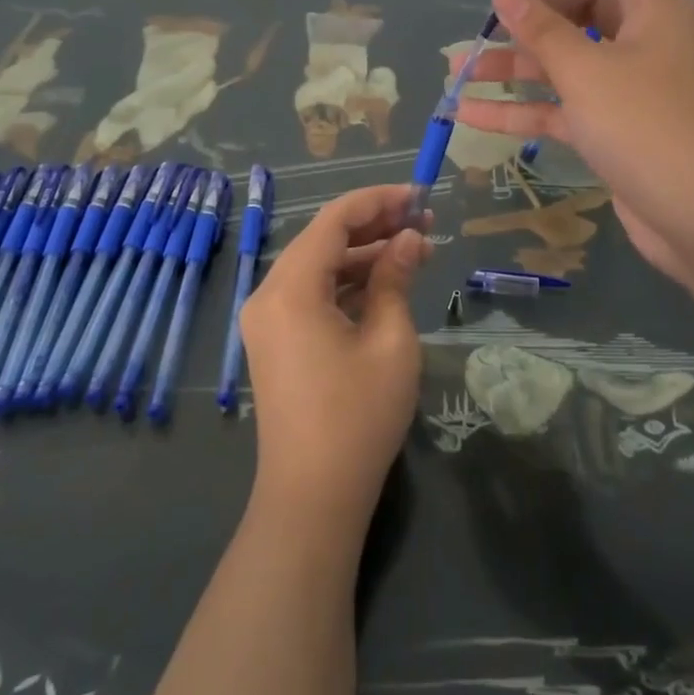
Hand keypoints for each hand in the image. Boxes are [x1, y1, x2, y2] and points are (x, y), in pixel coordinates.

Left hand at [241, 185, 430, 533]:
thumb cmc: (357, 416)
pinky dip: (348, 284)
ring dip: (365, 255)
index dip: (379, 200)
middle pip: (324, 239)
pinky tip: (388, 281)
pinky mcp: (276, 341)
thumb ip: (396, 278)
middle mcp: (270, 294)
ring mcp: (269, 319)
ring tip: (417, 248)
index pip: (335, 219)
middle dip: (375, 226)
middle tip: (425, 221)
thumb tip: (409, 239)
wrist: (312, 498)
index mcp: (291, 287)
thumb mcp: (390, 340)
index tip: (419, 196)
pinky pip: (313, 294)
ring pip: (320, 266)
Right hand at [453, 0, 693, 286]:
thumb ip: (540, 29)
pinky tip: (470, 115)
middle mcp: (643, 38)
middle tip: (481, 31)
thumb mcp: (587, 72)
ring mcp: (630, 86)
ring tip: (457, 75)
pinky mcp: (616, 129)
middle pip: (578, 8)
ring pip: (565, 62)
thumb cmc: (649, 127)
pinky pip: (563, 106)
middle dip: (524, 20)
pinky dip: (523, 110)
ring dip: (513, 68)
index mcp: (652, 6)